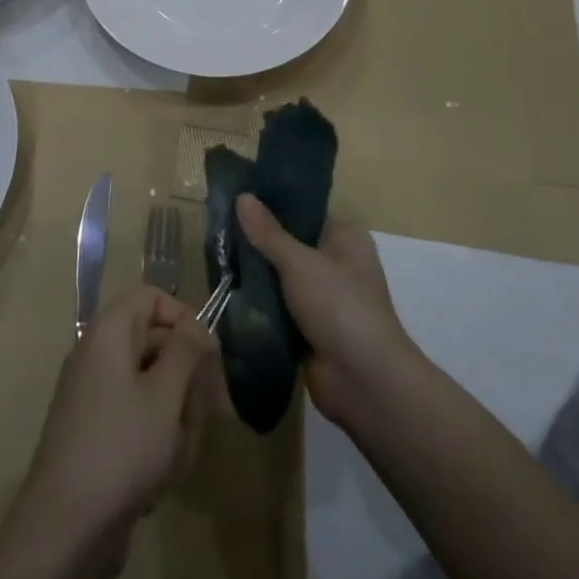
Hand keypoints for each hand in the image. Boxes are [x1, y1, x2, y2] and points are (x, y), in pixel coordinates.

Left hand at [14, 285, 219, 573]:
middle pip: (157, 344)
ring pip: (155, 389)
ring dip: (177, 420)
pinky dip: (158, 444)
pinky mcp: (99, 435)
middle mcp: (99, 356)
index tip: (209, 353)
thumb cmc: (120, 449)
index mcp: (108, 333)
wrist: (64, 530)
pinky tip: (162, 479)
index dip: (183, 317)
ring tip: (177, 456)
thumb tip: (197, 327)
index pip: (151, 297)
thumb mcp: (165, 395)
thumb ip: (186, 351)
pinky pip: (140, 422)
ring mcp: (97, 396)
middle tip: (207, 413)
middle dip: (187, 380)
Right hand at [235, 194, 417, 429]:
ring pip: (281, 278)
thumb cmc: (339, 306)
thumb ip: (268, 232)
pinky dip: (259, 304)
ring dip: (255, 274)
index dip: (272, 204)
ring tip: (216, 255)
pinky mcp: (310, 329)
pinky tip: (227, 290)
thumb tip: (242, 196)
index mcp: (345, 239)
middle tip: (218, 227)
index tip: (236, 197)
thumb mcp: (300, 263)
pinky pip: (278, 307)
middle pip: (290, 244)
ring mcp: (323, 299)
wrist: (363, 381)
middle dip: (257, 241)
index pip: (305, 211)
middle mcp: (337, 264)